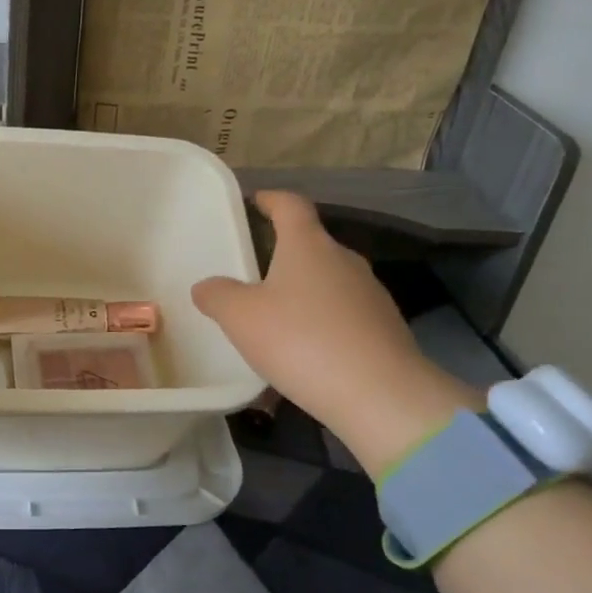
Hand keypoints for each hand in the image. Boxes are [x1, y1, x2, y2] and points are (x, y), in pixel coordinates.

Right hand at [192, 191, 478, 472]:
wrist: (378, 393)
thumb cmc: (300, 340)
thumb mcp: (241, 317)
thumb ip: (218, 296)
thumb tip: (207, 286)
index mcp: (308, 245)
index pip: (291, 205)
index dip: (271, 199)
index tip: (256, 201)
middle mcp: (343, 260)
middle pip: (311, 245)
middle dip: (283, 253)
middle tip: (254, 272)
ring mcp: (370, 293)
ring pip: (328, 282)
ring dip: (302, 292)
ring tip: (275, 319)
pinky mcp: (384, 328)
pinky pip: (342, 315)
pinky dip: (320, 323)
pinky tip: (304, 352)